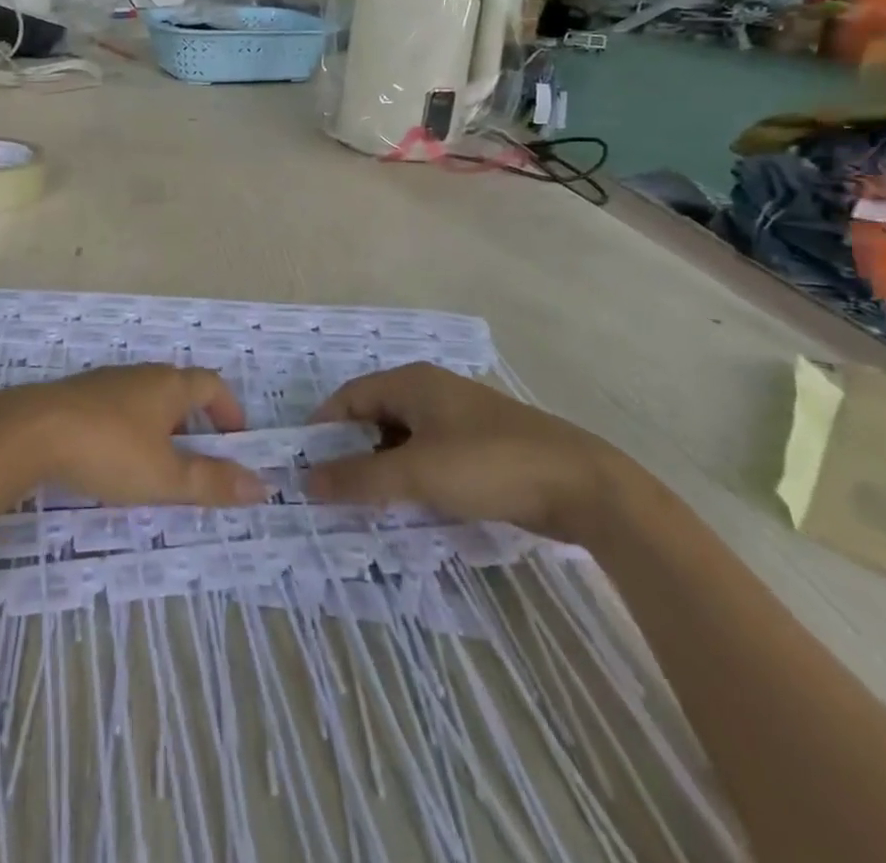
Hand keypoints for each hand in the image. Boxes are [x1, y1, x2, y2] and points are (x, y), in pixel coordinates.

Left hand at [0, 365, 268, 507]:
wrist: (31, 431)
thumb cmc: (109, 449)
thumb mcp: (165, 475)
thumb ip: (212, 482)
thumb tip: (262, 485)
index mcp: (169, 385)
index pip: (212, 385)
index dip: (229, 409)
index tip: (236, 440)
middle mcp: (141, 375)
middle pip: (179, 389)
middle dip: (195, 421)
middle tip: (200, 458)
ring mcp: (106, 382)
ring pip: (146, 398)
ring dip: (161, 426)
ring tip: (158, 464)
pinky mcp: (78, 396)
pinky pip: (117, 407)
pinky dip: (130, 428)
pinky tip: (114, 458)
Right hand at [305, 363, 618, 540]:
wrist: (583, 485)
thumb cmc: (489, 465)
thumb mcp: (417, 474)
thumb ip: (359, 478)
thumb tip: (306, 479)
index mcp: (412, 382)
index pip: (350, 396)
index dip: (324, 426)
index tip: (303, 462)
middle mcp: (431, 390)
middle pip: (375, 414)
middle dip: (352, 449)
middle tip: (332, 488)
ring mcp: (459, 417)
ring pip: (403, 437)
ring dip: (383, 466)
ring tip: (366, 502)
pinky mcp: (480, 443)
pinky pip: (429, 453)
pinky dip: (412, 474)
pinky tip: (411, 502)